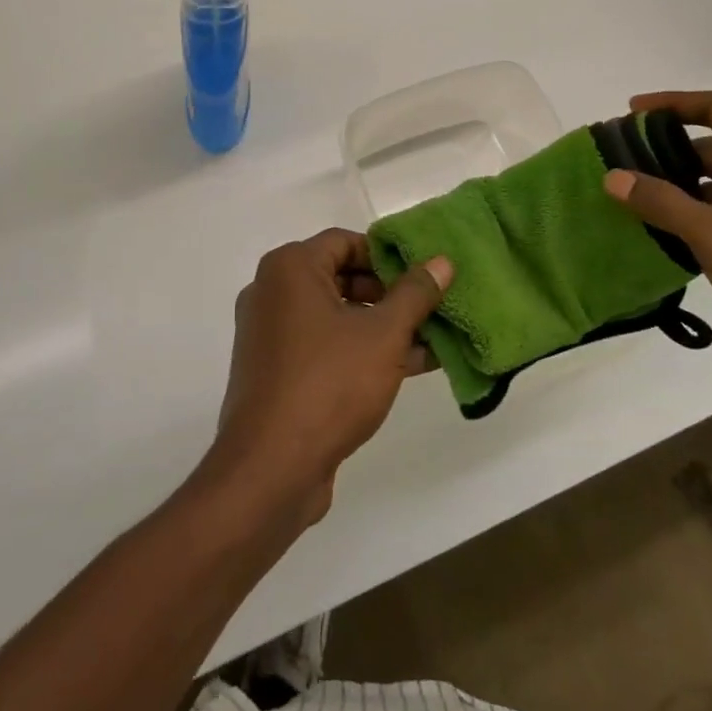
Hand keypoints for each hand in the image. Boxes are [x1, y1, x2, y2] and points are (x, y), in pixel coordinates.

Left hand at [204, 230, 451, 526]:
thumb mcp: (383, 335)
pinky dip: (359, 351)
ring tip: (431, 341)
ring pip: (335, 316)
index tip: (422, 275)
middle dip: (389, 294)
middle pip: (340, 277)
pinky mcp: (275, 372)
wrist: (270, 469)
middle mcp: (272, 292)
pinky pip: (323, 346)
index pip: (345, 242)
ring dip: (380, 327)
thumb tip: (441, 262)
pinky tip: (407, 368)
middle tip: (429, 309)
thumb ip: (414, 294)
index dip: (387, 256)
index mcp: (290, 269)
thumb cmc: (328, 384)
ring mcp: (270, 334)